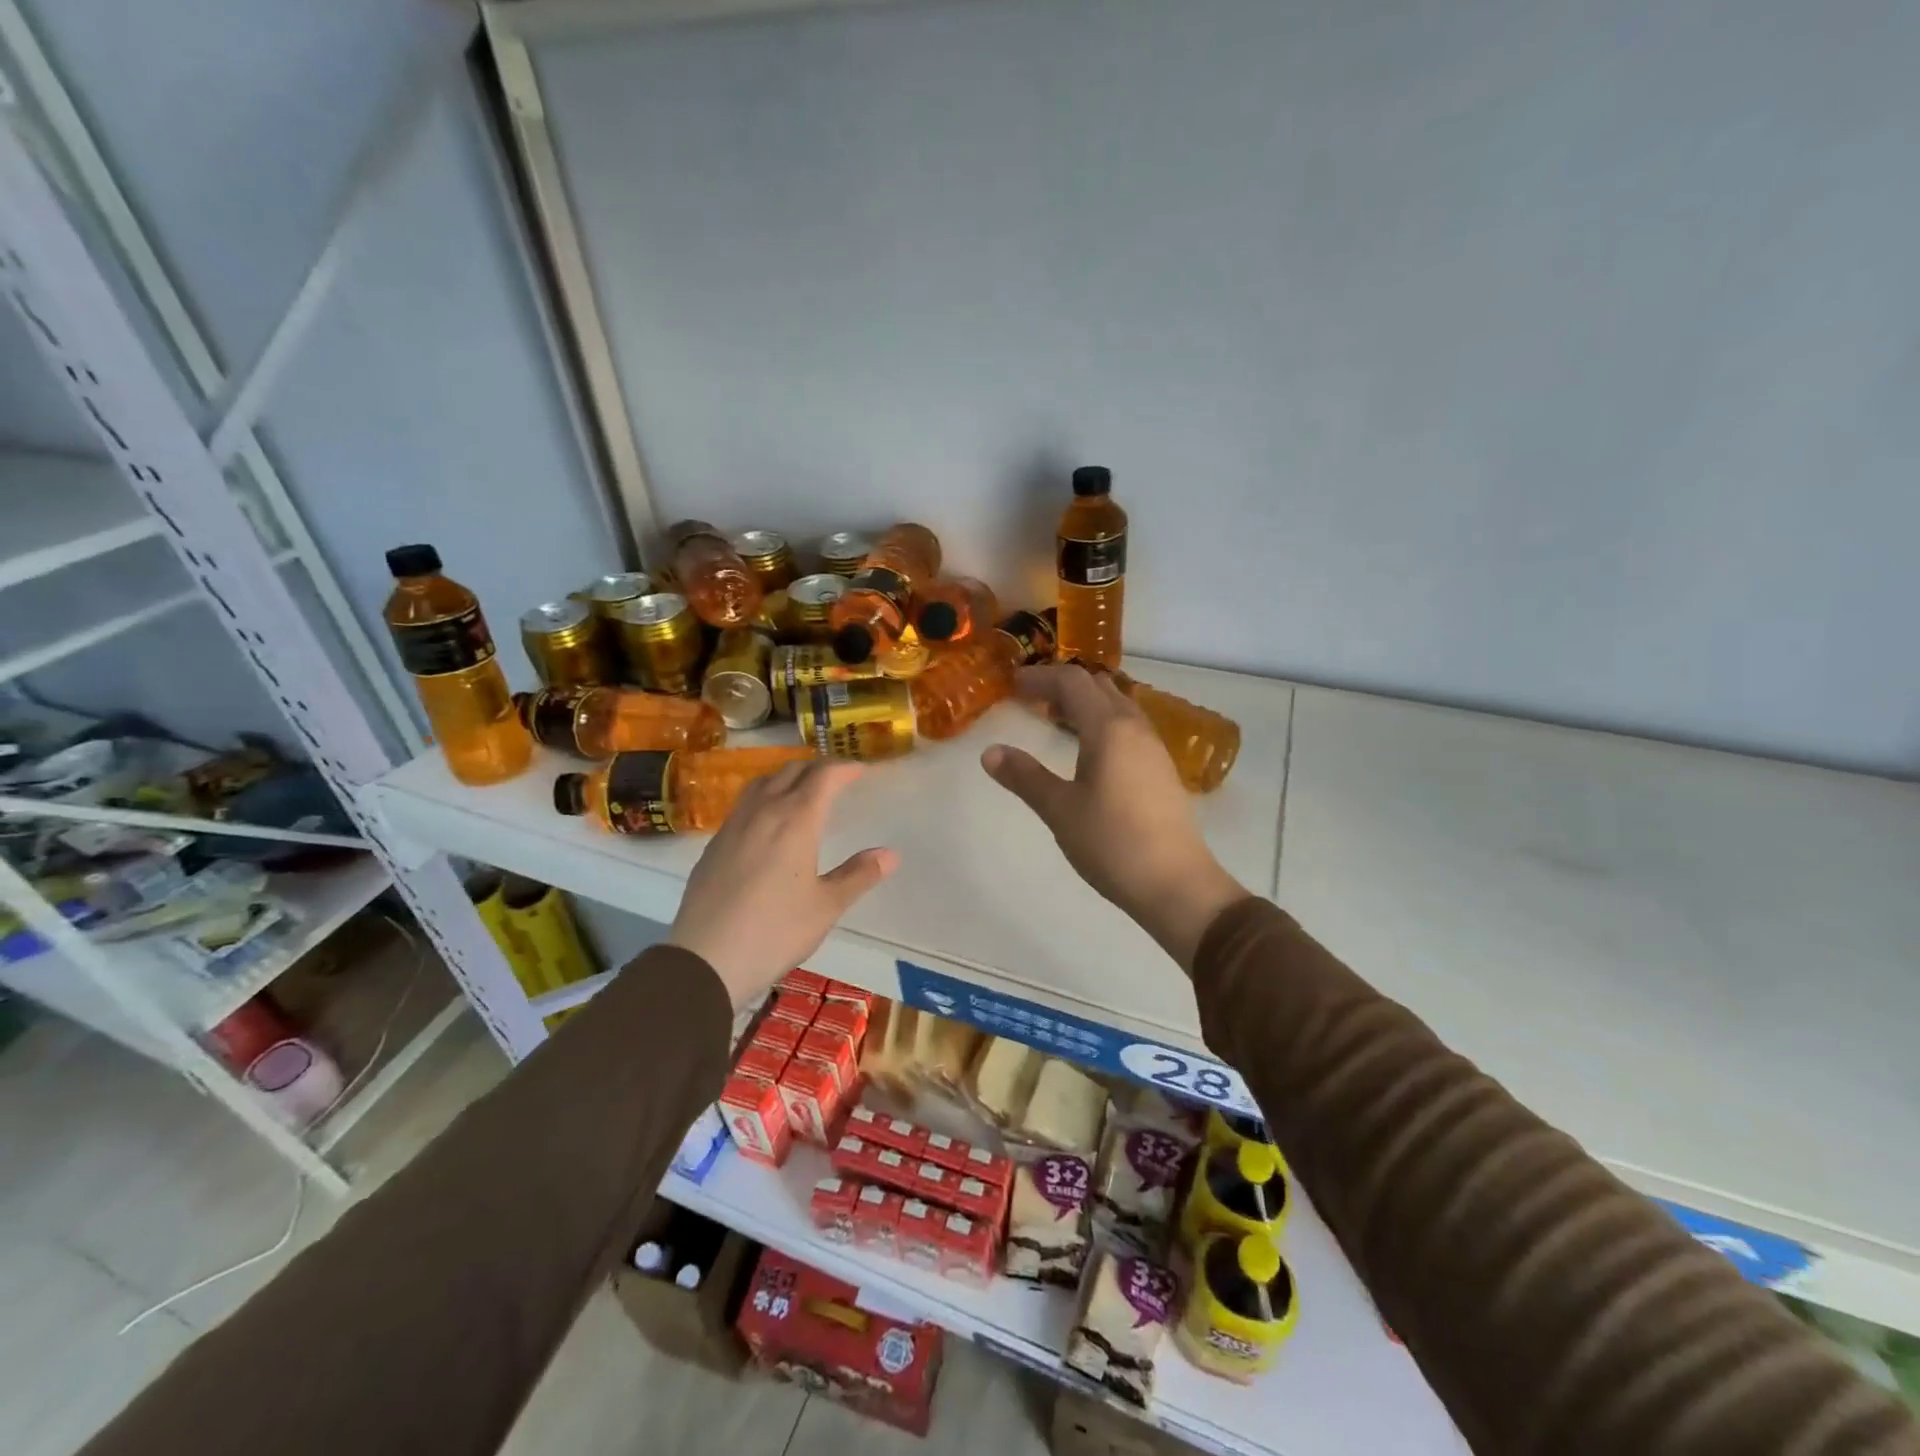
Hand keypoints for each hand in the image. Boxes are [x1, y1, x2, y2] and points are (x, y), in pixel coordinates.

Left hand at [668, 759, 897, 1006]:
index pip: (823, 776)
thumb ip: (858, 875)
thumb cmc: (775, 931)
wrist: (706, 960)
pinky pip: (744, 804)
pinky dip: (764, 796)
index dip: (844, 768)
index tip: (861, 770)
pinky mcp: (714, 844)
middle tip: (837, 777)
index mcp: (795, 820)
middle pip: (791, 771)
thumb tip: (890, 854)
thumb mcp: (826, 906)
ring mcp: (733, 826)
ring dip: (786, 776)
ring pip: (762, 783)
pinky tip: (767, 821)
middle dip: (817, 767)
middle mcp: (763, 812)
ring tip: (802, 788)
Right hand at [982, 664, 1246, 971]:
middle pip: (1099, 686)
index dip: (1040, 677)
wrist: (1176, 884)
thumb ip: (1025, 777)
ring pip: (1118, 706)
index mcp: (1109, 729)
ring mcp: (1154, 748)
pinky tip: (1089, 753)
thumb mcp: (1060, 810)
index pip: (1073, 682)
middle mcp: (1135, 728)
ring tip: (1056, 723)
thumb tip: (990, 753)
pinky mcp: (1162, 770)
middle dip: (1063, 686)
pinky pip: (1128, 727)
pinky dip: (1102, 723)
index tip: (1012, 685)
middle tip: (1032, 701)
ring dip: (1086, 704)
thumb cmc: (1112, 843)